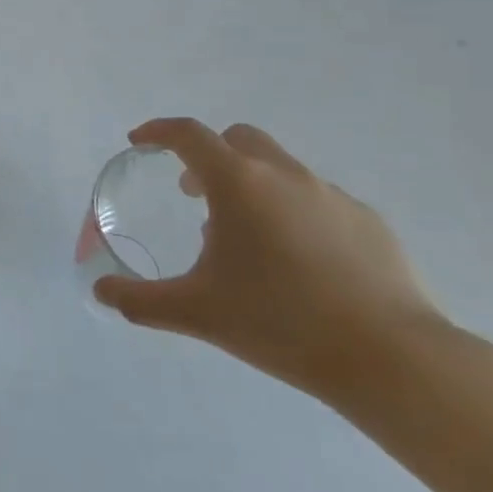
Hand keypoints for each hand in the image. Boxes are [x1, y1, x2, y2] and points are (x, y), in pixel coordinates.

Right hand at [92, 118, 445, 403]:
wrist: (393, 360)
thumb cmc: (281, 323)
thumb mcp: (197, 312)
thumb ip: (141, 300)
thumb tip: (100, 292)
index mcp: (238, 183)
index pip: (187, 134)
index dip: (158, 131)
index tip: (140, 142)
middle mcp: (284, 175)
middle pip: (238, 139)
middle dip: (209, 155)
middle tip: (195, 194)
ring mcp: (332, 195)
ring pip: (280, 169)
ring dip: (253, 186)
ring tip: (248, 240)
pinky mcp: (370, 222)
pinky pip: (318, 201)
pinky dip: (295, 213)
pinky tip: (301, 264)